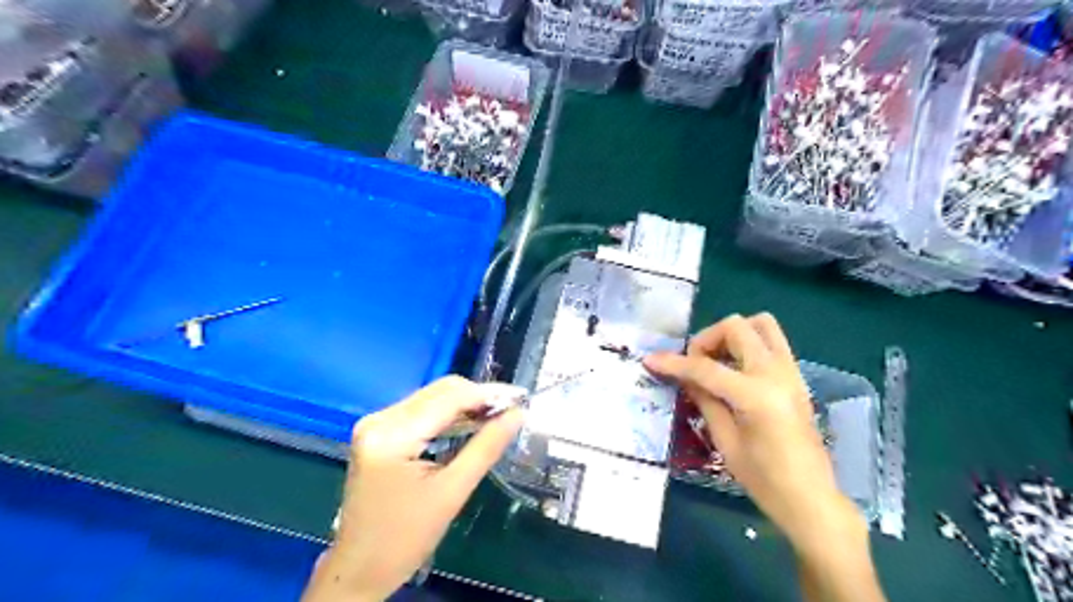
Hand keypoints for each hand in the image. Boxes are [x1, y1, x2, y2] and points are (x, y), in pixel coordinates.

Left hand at [300, 377, 524, 600]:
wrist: (360, 568)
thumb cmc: (405, 538)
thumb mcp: (452, 492)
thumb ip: (486, 447)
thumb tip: (518, 414)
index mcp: (391, 435)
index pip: (448, 398)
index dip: (487, 394)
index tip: (520, 398)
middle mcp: (379, 419)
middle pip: (439, 392)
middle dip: (478, 397)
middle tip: (511, 409)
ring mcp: (376, 424)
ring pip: (432, 398)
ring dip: (465, 405)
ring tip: (498, 417)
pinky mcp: (379, 432)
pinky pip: (422, 411)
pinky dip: (449, 416)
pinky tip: (471, 425)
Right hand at [640, 315, 860, 550]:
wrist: (810, 497)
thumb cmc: (763, 479)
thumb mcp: (724, 441)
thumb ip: (704, 400)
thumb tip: (685, 376)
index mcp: (756, 396)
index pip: (706, 367)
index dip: (674, 363)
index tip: (650, 360)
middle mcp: (776, 373)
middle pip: (736, 327)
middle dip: (707, 339)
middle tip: (694, 363)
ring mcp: (790, 371)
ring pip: (761, 323)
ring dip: (732, 334)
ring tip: (716, 360)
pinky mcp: (796, 376)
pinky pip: (772, 341)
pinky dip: (748, 343)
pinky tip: (734, 369)